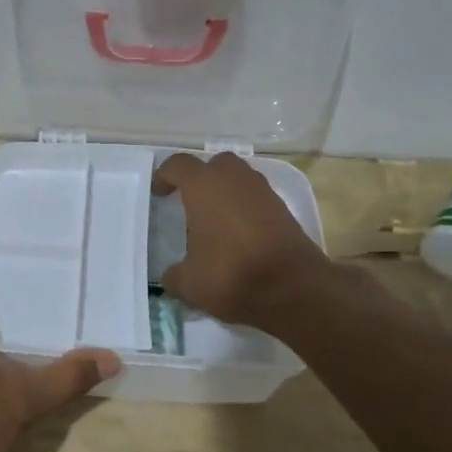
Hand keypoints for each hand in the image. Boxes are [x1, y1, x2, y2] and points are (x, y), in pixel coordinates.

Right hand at [152, 152, 331, 328]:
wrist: (293, 288)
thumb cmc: (231, 274)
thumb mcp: (189, 283)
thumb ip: (174, 275)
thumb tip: (170, 275)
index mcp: (203, 186)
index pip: (178, 165)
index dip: (165, 176)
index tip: (159, 192)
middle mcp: (234, 179)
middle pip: (215, 164)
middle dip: (202, 177)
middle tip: (191, 200)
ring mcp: (263, 191)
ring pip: (239, 178)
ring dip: (226, 191)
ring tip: (216, 219)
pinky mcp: (284, 209)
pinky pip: (257, 198)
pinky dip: (246, 208)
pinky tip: (239, 233)